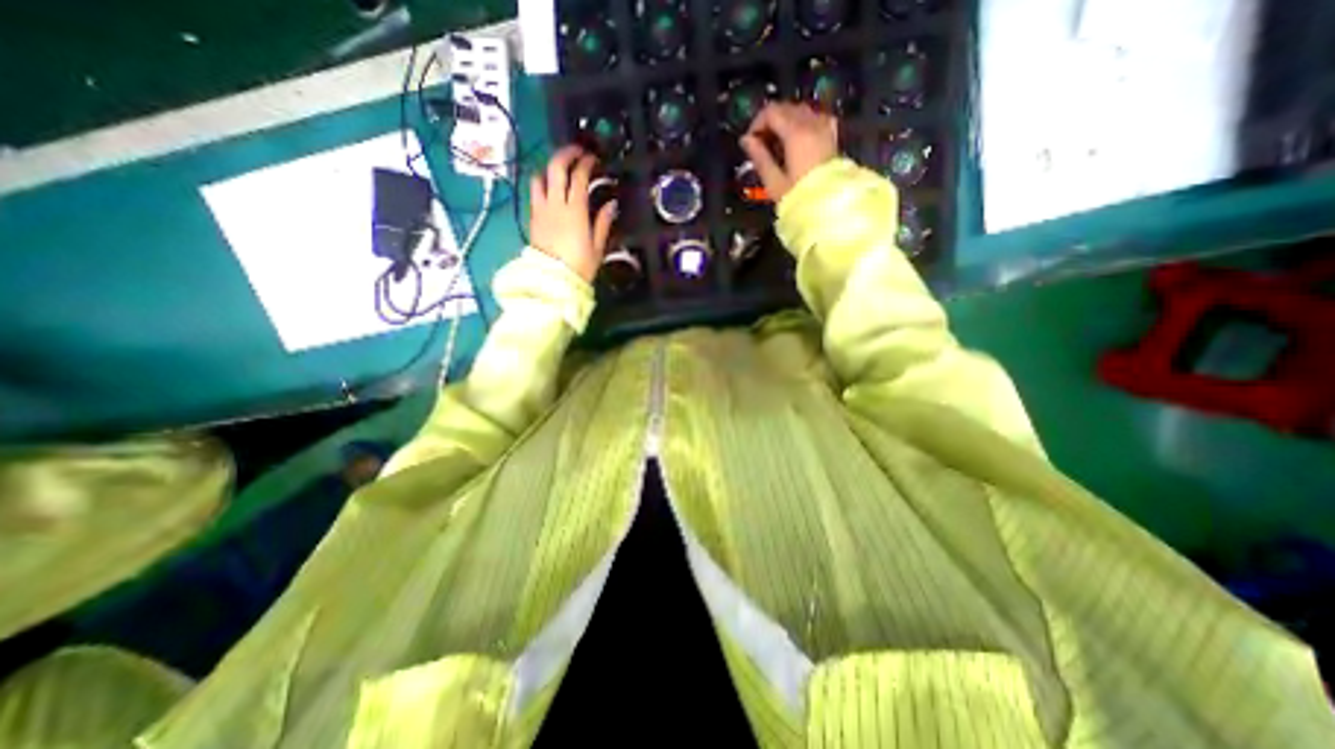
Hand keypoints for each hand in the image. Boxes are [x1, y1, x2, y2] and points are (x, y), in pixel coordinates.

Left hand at [531, 144, 616, 283]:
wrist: (553, 280)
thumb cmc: (579, 266)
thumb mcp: (597, 247)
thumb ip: (603, 223)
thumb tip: (611, 204)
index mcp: (575, 210)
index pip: (578, 177)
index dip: (586, 163)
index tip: (593, 159)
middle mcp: (555, 204)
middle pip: (556, 168)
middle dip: (566, 154)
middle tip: (577, 152)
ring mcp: (541, 209)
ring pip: (540, 177)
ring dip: (551, 168)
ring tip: (561, 171)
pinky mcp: (533, 217)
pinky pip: (535, 192)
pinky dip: (543, 183)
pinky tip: (551, 189)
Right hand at [741, 103, 829, 201]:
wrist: (828, 208)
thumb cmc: (798, 197)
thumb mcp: (774, 181)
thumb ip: (759, 157)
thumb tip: (746, 140)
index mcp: (796, 133)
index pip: (771, 112)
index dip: (756, 123)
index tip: (750, 142)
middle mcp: (812, 124)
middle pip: (786, 108)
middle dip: (770, 122)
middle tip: (761, 145)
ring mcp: (824, 128)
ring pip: (800, 111)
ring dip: (785, 122)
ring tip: (776, 145)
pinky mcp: (831, 136)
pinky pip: (815, 118)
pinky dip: (802, 124)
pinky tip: (796, 140)